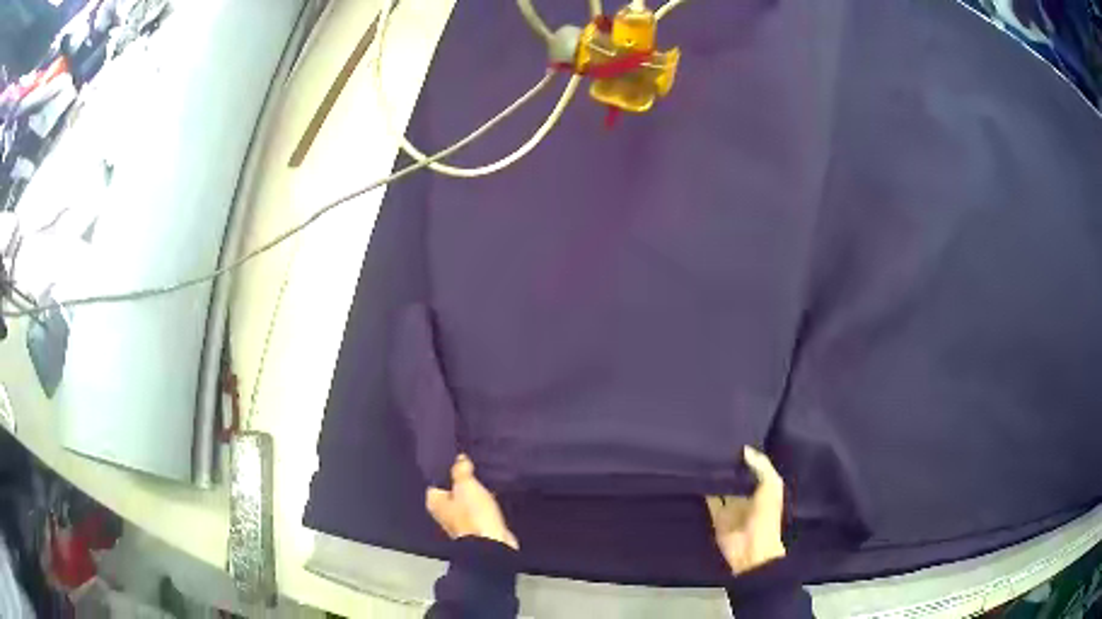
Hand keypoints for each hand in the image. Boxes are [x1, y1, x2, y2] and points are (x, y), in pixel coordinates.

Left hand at [426, 454, 518, 549]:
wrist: (493, 543)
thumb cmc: (473, 515)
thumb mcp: (466, 485)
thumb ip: (461, 470)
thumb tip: (460, 458)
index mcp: (435, 502)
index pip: (435, 480)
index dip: (445, 468)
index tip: (456, 457)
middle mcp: (445, 512)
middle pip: (452, 490)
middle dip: (462, 480)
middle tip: (473, 465)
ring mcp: (462, 520)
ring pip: (467, 499)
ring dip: (476, 491)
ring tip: (485, 476)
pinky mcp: (479, 525)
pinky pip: (480, 508)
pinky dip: (485, 501)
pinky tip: (493, 492)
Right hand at [706, 446, 786, 574]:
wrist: (752, 549)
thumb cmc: (766, 516)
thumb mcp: (771, 487)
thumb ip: (761, 467)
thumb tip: (744, 449)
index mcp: (763, 487)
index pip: (753, 467)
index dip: (745, 455)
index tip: (733, 437)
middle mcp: (746, 494)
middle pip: (736, 476)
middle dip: (728, 464)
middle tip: (715, 443)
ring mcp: (731, 506)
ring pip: (722, 486)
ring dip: (716, 476)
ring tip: (704, 455)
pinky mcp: (717, 516)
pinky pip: (710, 500)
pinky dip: (704, 490)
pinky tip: (698, 476)